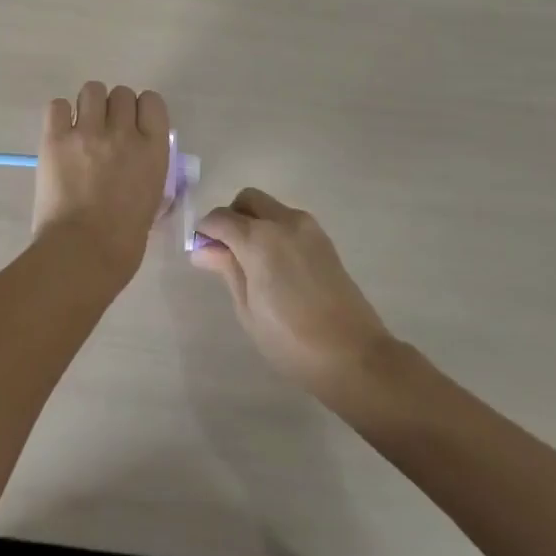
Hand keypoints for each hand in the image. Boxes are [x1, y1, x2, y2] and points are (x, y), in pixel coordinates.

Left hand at [32, 82, 171, 288]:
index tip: (133, 124)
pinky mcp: (55, 139)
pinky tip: (60, 134)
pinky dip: (59, 116)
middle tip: (104, 131)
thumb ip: (147, 170)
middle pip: (121, 94)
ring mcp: (87, 133)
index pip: (152, 102)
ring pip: (91, 90)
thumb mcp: (152, 200)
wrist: (83, 253)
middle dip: (113, 109)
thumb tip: (138, 162)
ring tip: (81, 128)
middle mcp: (123, 133)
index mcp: (153, 150)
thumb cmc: (124, 240)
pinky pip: (57, 106)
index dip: (141, 109)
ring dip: (88, 106)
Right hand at [190, 189, 396, 393]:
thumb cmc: (290, 340)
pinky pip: (289, 221)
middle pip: (247, 200)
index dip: (205, 231)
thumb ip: (227, 269)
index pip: (220, 218)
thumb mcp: (248, 308)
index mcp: (259, 238)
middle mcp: (283, 222)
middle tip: (226, 251)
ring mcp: (308, 228)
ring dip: (254, 222)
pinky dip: (274, 230)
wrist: (354, 355)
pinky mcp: (324, 240)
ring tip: (251, 262)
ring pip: (270, 207)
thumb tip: (203, 249)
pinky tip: (275, 265)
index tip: (201, 252)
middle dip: (231, 217)